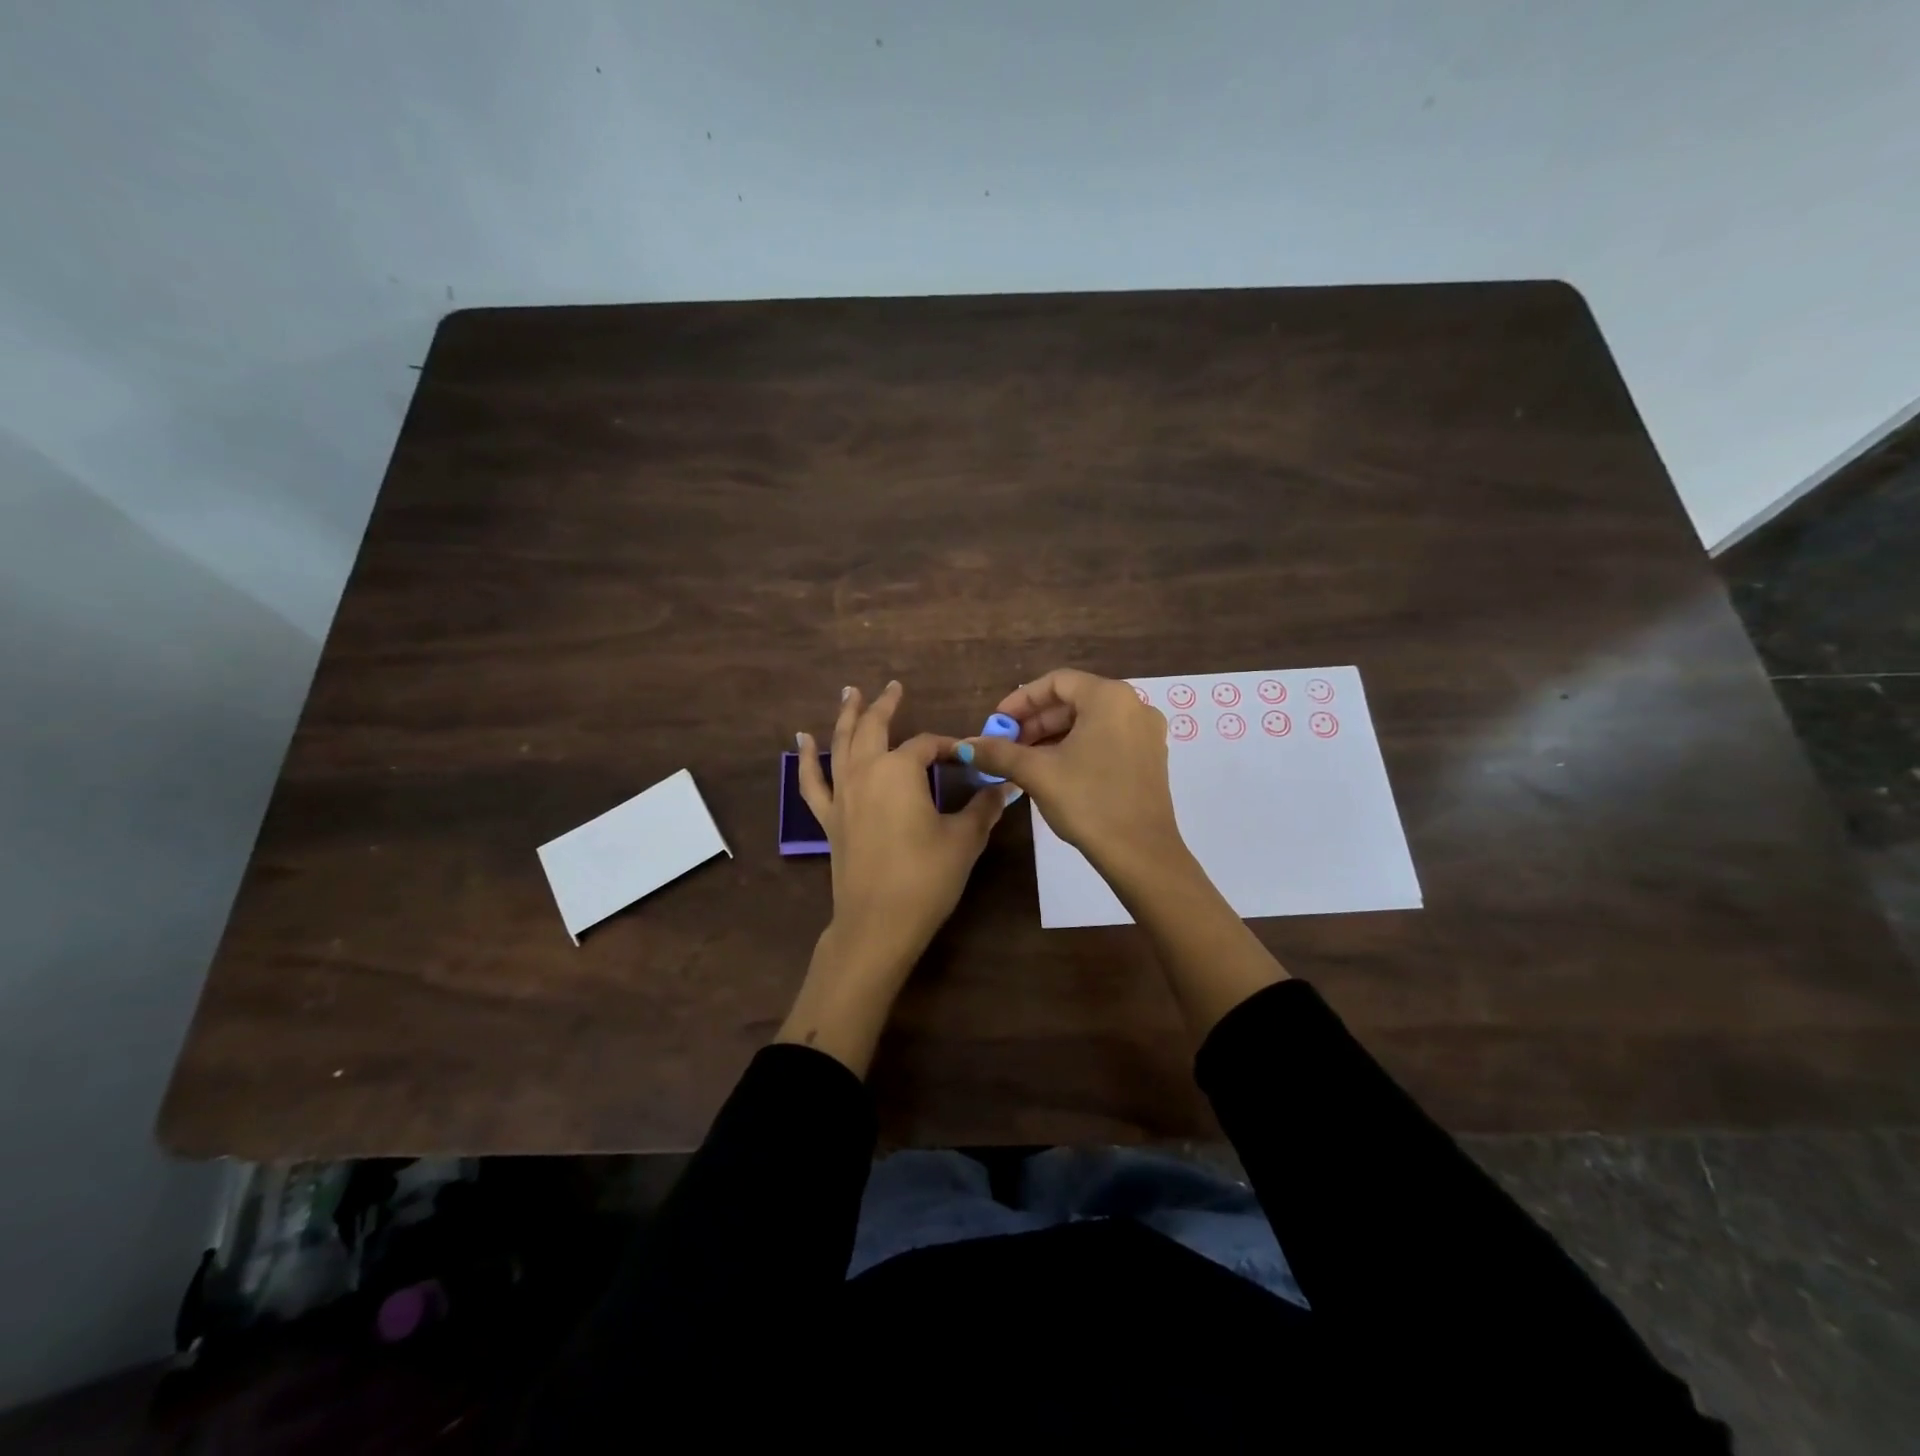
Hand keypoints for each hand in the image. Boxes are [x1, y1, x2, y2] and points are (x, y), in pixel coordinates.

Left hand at [778, 681, 1014, 1074]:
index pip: (928, 745)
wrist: (878, 924)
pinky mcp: (829, 818)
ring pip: (840, 744)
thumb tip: (1006, 787)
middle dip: (886, 705)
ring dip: (846, 716)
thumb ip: (983, 808)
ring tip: (849, 693)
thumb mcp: (963, 840)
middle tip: (894, 687)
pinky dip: (806, 758)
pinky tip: (802, 740)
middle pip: (874, 728)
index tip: (968, 755)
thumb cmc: (926, 878)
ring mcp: (842, 794)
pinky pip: (813, 781)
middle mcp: (866, 772)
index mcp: (900, 770)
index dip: (949, 746)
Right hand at [958, 668, 1185, 879]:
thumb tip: (965, 745)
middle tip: (1006, 744)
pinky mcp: (1150, 758)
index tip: (997, 723)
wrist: (1140, 853)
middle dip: (1035, 721)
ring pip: (1090, 722)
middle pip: (1074, 700)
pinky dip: (1077, 747)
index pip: (1056, 682)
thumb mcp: (1038, 773)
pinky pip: (1106, 738)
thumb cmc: (1088, 802)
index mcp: (1109, 698)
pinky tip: (1054, 770)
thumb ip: (999, 752)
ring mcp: (1146, 733)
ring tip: (1023, 760)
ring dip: (1053, 736)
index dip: (1021, 701)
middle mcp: (1134, 706)